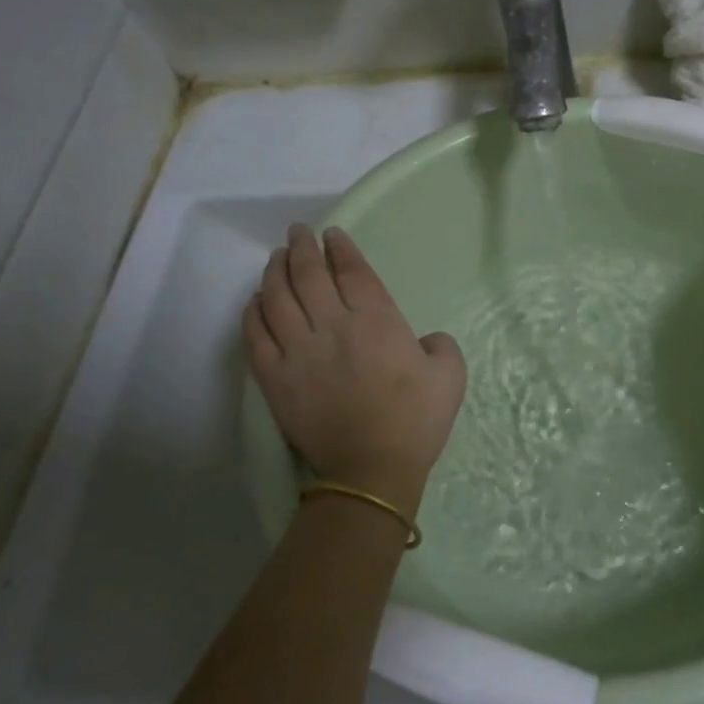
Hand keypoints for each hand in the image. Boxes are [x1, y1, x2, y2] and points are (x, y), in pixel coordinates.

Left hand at [244, 224, 465, 512]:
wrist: (372, 470)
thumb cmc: (416, 421)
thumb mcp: (451, 374)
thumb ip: (440, 345)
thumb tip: (422, 341)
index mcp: (378, 321)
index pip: (352, 271)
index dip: (341, 248)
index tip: (332, 234)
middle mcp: (333, 326)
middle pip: (309, 275)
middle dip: (302, 247)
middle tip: (299, 233)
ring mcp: (299, 351)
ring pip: (277, 298)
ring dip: (275, 271)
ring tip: (277, 258)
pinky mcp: (275, 378)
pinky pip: (255, 335)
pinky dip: (253, 311)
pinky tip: (255, 300)